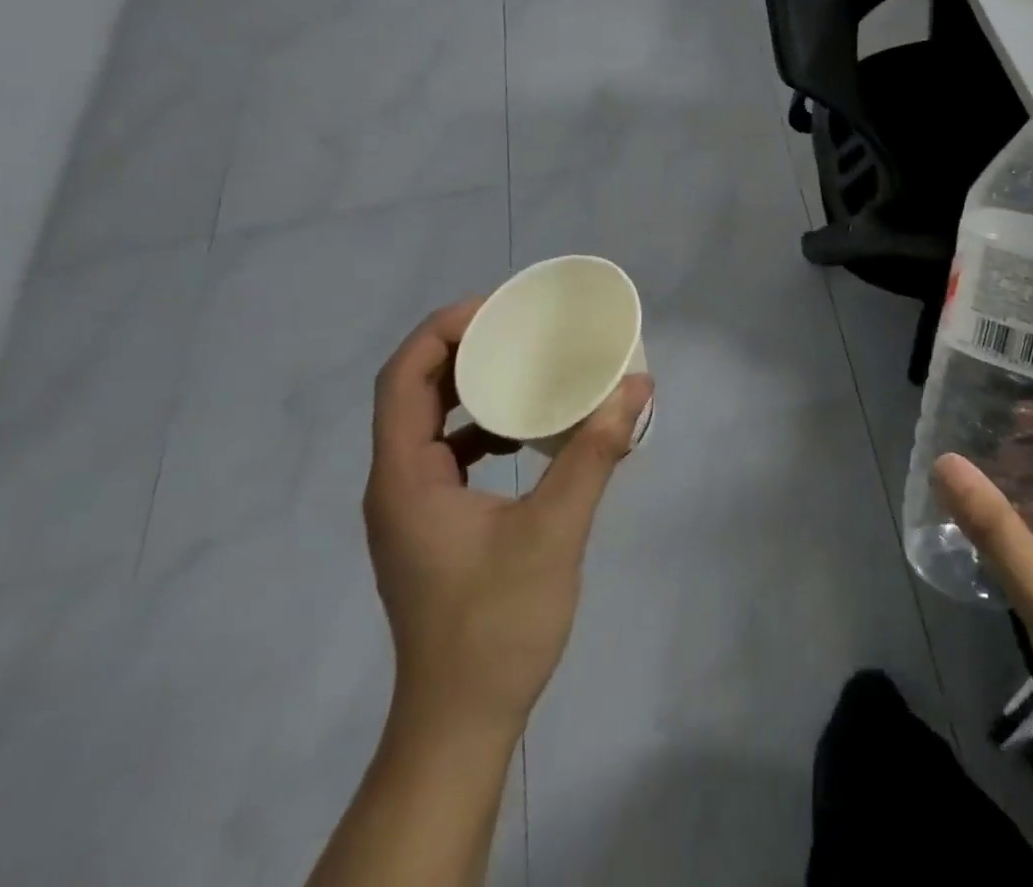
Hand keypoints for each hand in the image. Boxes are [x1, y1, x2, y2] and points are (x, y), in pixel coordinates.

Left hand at [364, 299, 654, 740]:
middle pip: (412, 392)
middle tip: (515, 328)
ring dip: (469, 389)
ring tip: (522, 367)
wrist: (460, 724)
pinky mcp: (429, 527)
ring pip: (427, 424)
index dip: (442, 331)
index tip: (497, 309)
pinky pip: (445, 455)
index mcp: (405, 476)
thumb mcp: (556, 530)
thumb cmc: (497, 624)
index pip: (403, 377)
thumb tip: (638, 387)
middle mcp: (394, 484)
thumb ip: (594, 453)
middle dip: (460, 350)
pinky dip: (479, 428)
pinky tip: (524, 434)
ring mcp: (409, 508)